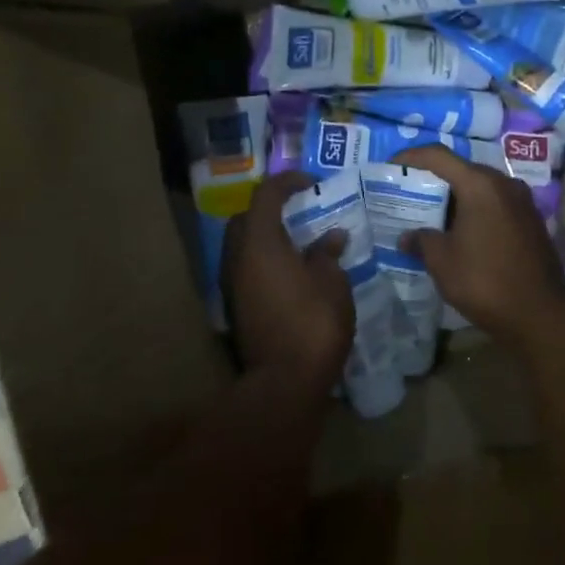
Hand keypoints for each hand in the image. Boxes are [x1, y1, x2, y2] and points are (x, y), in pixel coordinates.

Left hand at [221, 171, 353, 392]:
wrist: (284, 382)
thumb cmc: (313, 323)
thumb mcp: (332, 282)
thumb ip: (327, 254)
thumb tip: (330, 238)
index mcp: (259, 242)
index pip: (266, 194)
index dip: (288, 182)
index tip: (311, 184)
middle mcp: (237, 258)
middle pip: (246, 218)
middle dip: (270, 209)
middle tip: (299, 213)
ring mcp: (232, 285)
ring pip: (242, 246)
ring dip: (266, 238)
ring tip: (298, 243)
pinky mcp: (236, 308)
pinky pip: (246, 269)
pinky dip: (264, 261)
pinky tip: (291, 273)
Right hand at [391, 147, 564, 345]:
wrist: (541, 315)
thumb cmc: (485, 281)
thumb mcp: (442, 261)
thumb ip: (421, 240)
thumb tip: (407, 236)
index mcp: (479, 184)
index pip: (438, 156)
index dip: (411, 156)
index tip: (390, 166)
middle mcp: (503, 183)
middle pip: (461, 169)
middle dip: (433, 179)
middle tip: (407, 193)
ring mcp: (522, 201)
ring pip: (479, 188)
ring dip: (455, 197)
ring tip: (430, 214)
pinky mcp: (531, 221)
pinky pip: (495, 204)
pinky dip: (474, 210)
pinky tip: (460, 232)